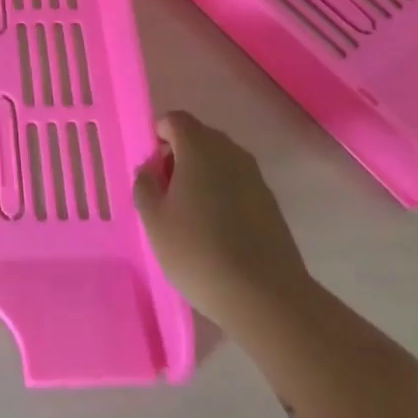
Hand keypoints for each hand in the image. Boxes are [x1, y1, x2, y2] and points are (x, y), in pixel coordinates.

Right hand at [133, 111, 315, 325]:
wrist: (267, 297)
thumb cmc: (198, 251)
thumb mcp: (154, 220)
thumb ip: (145, 184)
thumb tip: (152, 169)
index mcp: (199, 147)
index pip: (175, 120)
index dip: (159, 137)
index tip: (152, 170)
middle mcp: (230, 152)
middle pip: (199, 138)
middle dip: (180, 157)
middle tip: (167, 195)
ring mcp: (255, 177)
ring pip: (220, 162)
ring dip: (203, 177)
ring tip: (191, 217)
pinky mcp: (271, 203)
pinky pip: (238, 184)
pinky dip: (223, 196)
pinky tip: (218, 233)